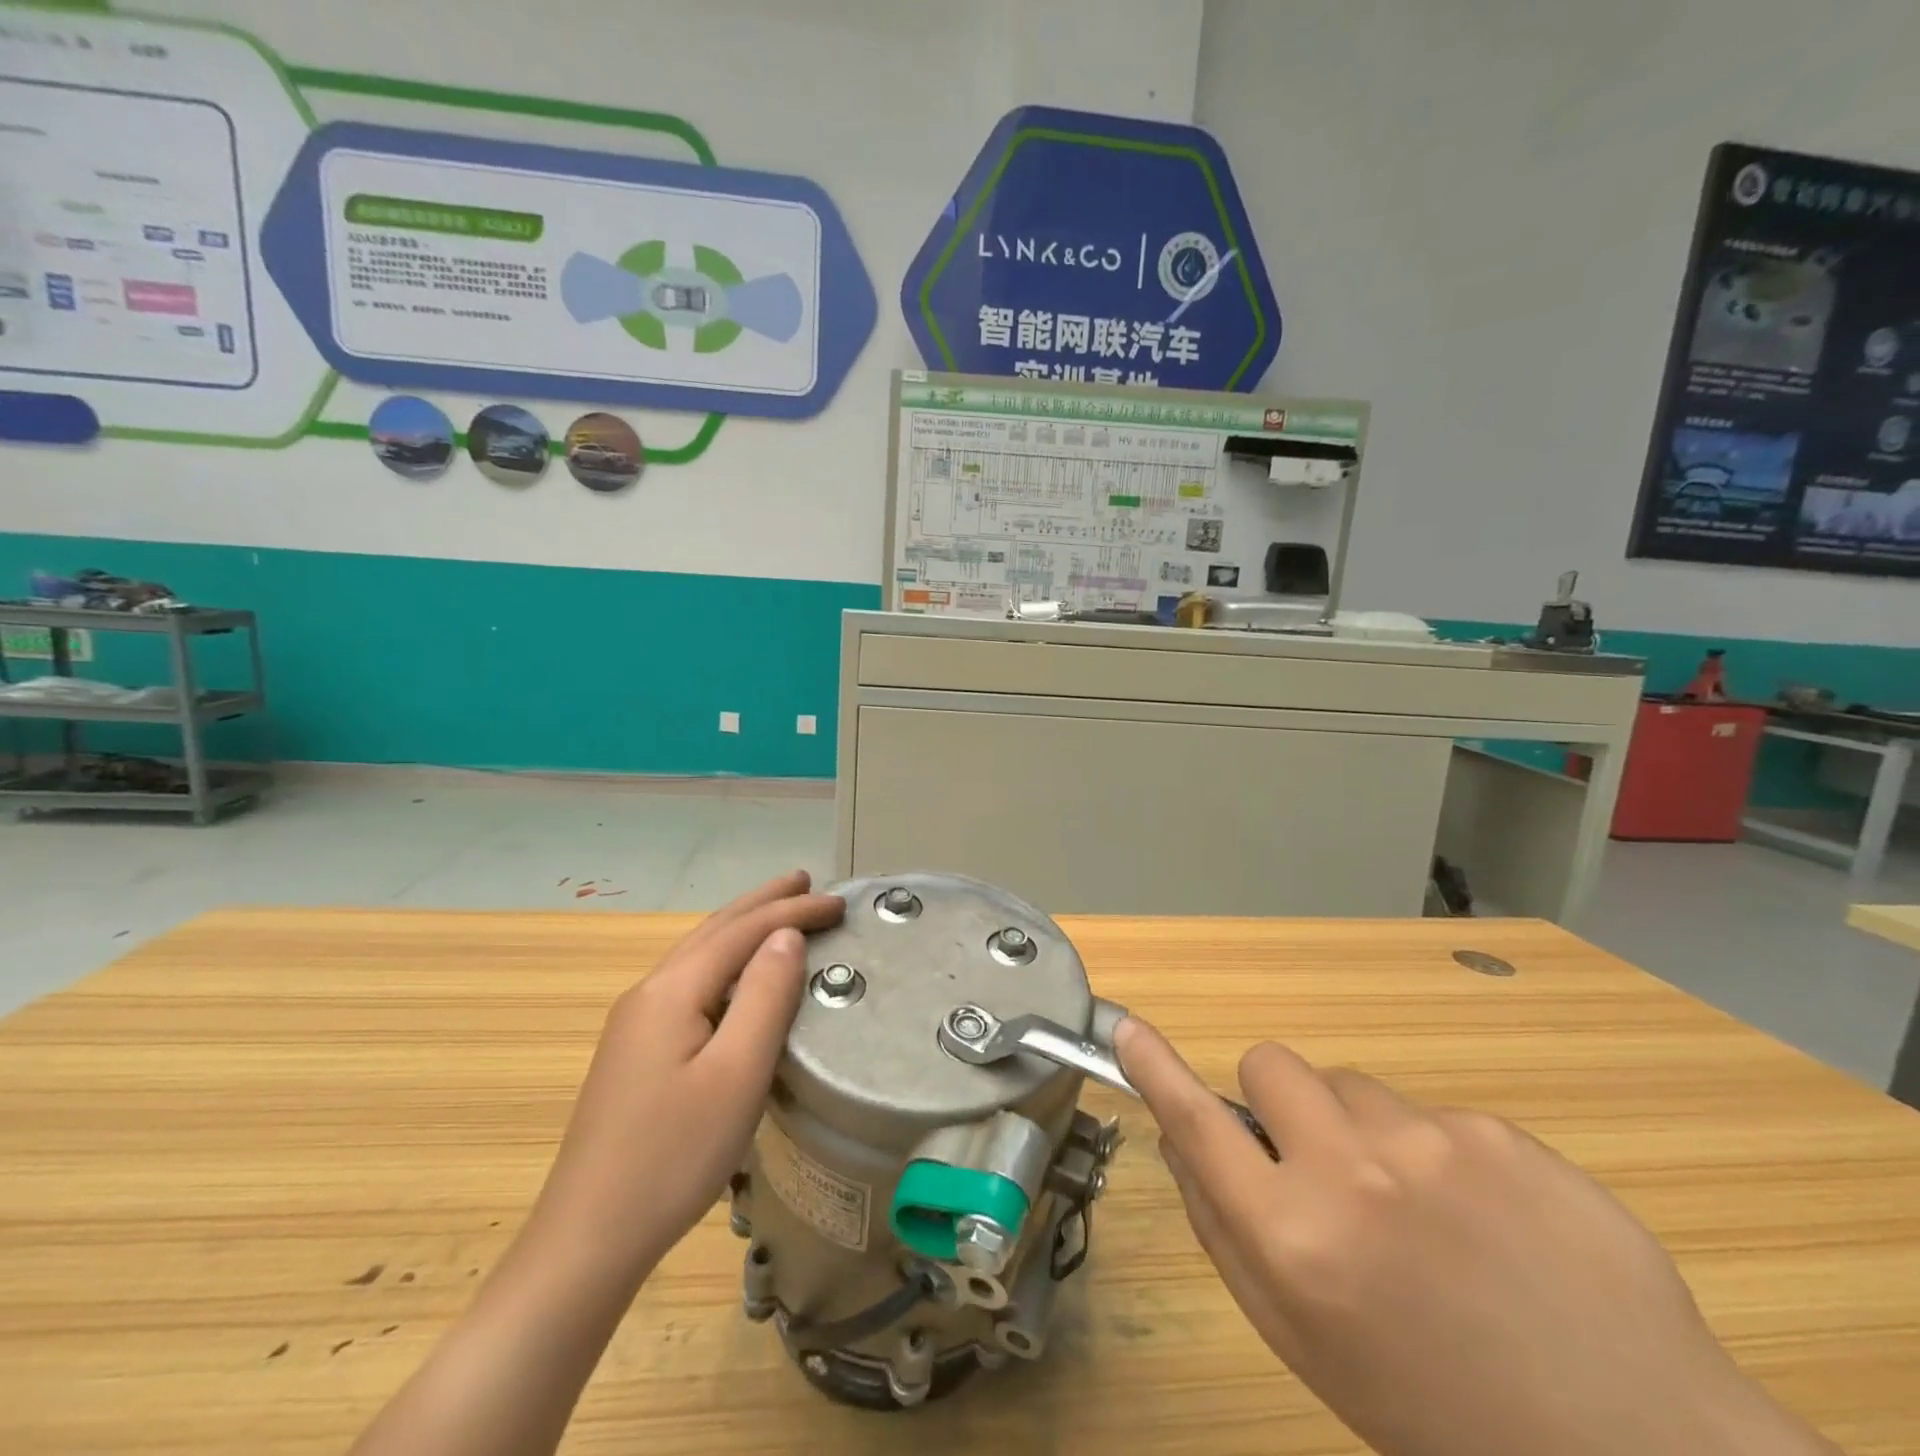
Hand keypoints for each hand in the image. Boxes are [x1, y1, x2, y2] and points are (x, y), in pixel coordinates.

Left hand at [521, 871, 844, 1288]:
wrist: (587, 1238)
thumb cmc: (673, 1156)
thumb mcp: (736, 1074)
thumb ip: (764, 996)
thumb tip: (787, 935)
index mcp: (672, 990)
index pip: (743, 930)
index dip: (793, 910)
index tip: (840, 902)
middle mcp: (649, 992)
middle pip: (715, 929)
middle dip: (764, 902)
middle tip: (806, 880)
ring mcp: (636, 1022)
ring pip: (699, 953)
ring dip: (743, 926)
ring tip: (779, 911)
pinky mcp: (635, 1050)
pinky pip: (691, 981)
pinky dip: (726, 958)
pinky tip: (737, 972)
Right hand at [1115, 1019, 1837, 1455]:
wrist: (1640, 1451)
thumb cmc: (1436, 1410)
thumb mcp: (1306, 1342)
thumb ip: (1228, 1233)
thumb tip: (1184, 1141)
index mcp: (1297, 1241)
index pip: (1199, 1126)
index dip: (1156, 1071)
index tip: (1127, 1028)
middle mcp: (1353, 1174)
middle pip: (1271, 1066)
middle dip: (1278, 1103)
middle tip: (1316, 1163)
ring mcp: (1434, 1143)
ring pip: (1352, 1086)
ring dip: (1361, 1130)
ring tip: (1421, 1212)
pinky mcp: (1500, 1133)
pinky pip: (1431, 1114)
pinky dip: (1439, 1154)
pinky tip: (1492, 1226)